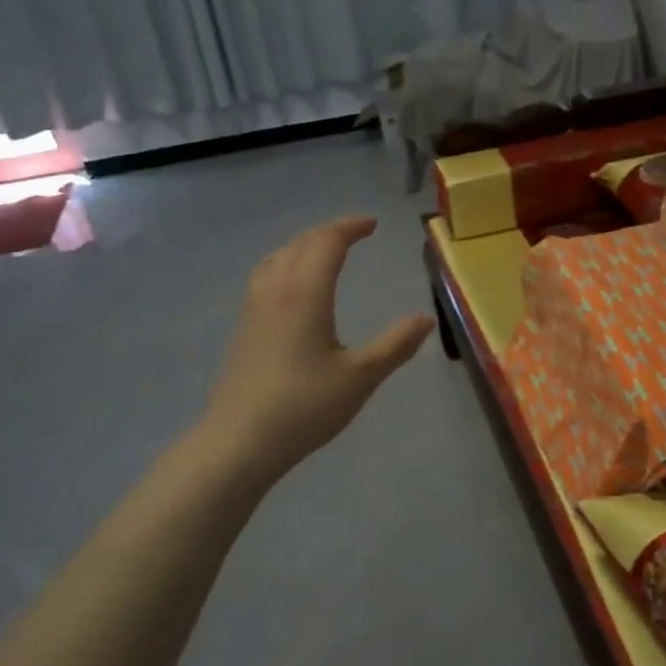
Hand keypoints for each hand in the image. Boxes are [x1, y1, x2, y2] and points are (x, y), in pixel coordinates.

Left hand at [202, 216, 433, 487]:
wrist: (239, 441)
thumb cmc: (304, 407)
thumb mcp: (361, 377)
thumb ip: (395, 345)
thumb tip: (426, 318)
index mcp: (305, 294)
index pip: (326, 242)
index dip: (350, 227)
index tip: (373, 224)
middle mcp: (275, 291)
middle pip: (300, 244)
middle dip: (329, 232)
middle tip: (355, 233)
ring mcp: (253, 310)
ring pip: (276, 258)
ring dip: (303, 245)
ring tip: (323, 252)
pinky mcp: (242, 329)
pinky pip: (264, 277)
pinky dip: (285, 264)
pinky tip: (292, 289)